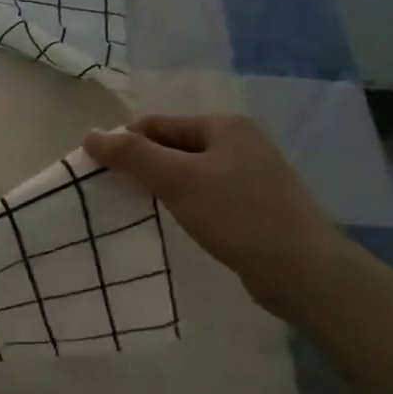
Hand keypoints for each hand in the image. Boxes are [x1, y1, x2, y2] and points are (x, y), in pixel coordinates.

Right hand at [83, 115, 344, 317]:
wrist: (302, 269)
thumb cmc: (235, 214)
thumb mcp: (176, 179)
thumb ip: (132, 155)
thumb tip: (90, 136)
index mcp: (224, 126)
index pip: (156, 124)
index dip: (124, 144)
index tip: (99, 173)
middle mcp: (241, 142)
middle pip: (173, 146)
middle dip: (143, 166)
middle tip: (116, 193)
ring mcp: (252, 174)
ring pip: (190, 172)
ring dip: (163, 187)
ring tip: (142, 210)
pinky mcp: (257, 205)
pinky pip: (207, 194)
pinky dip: (186, 203)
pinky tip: (177, 223)